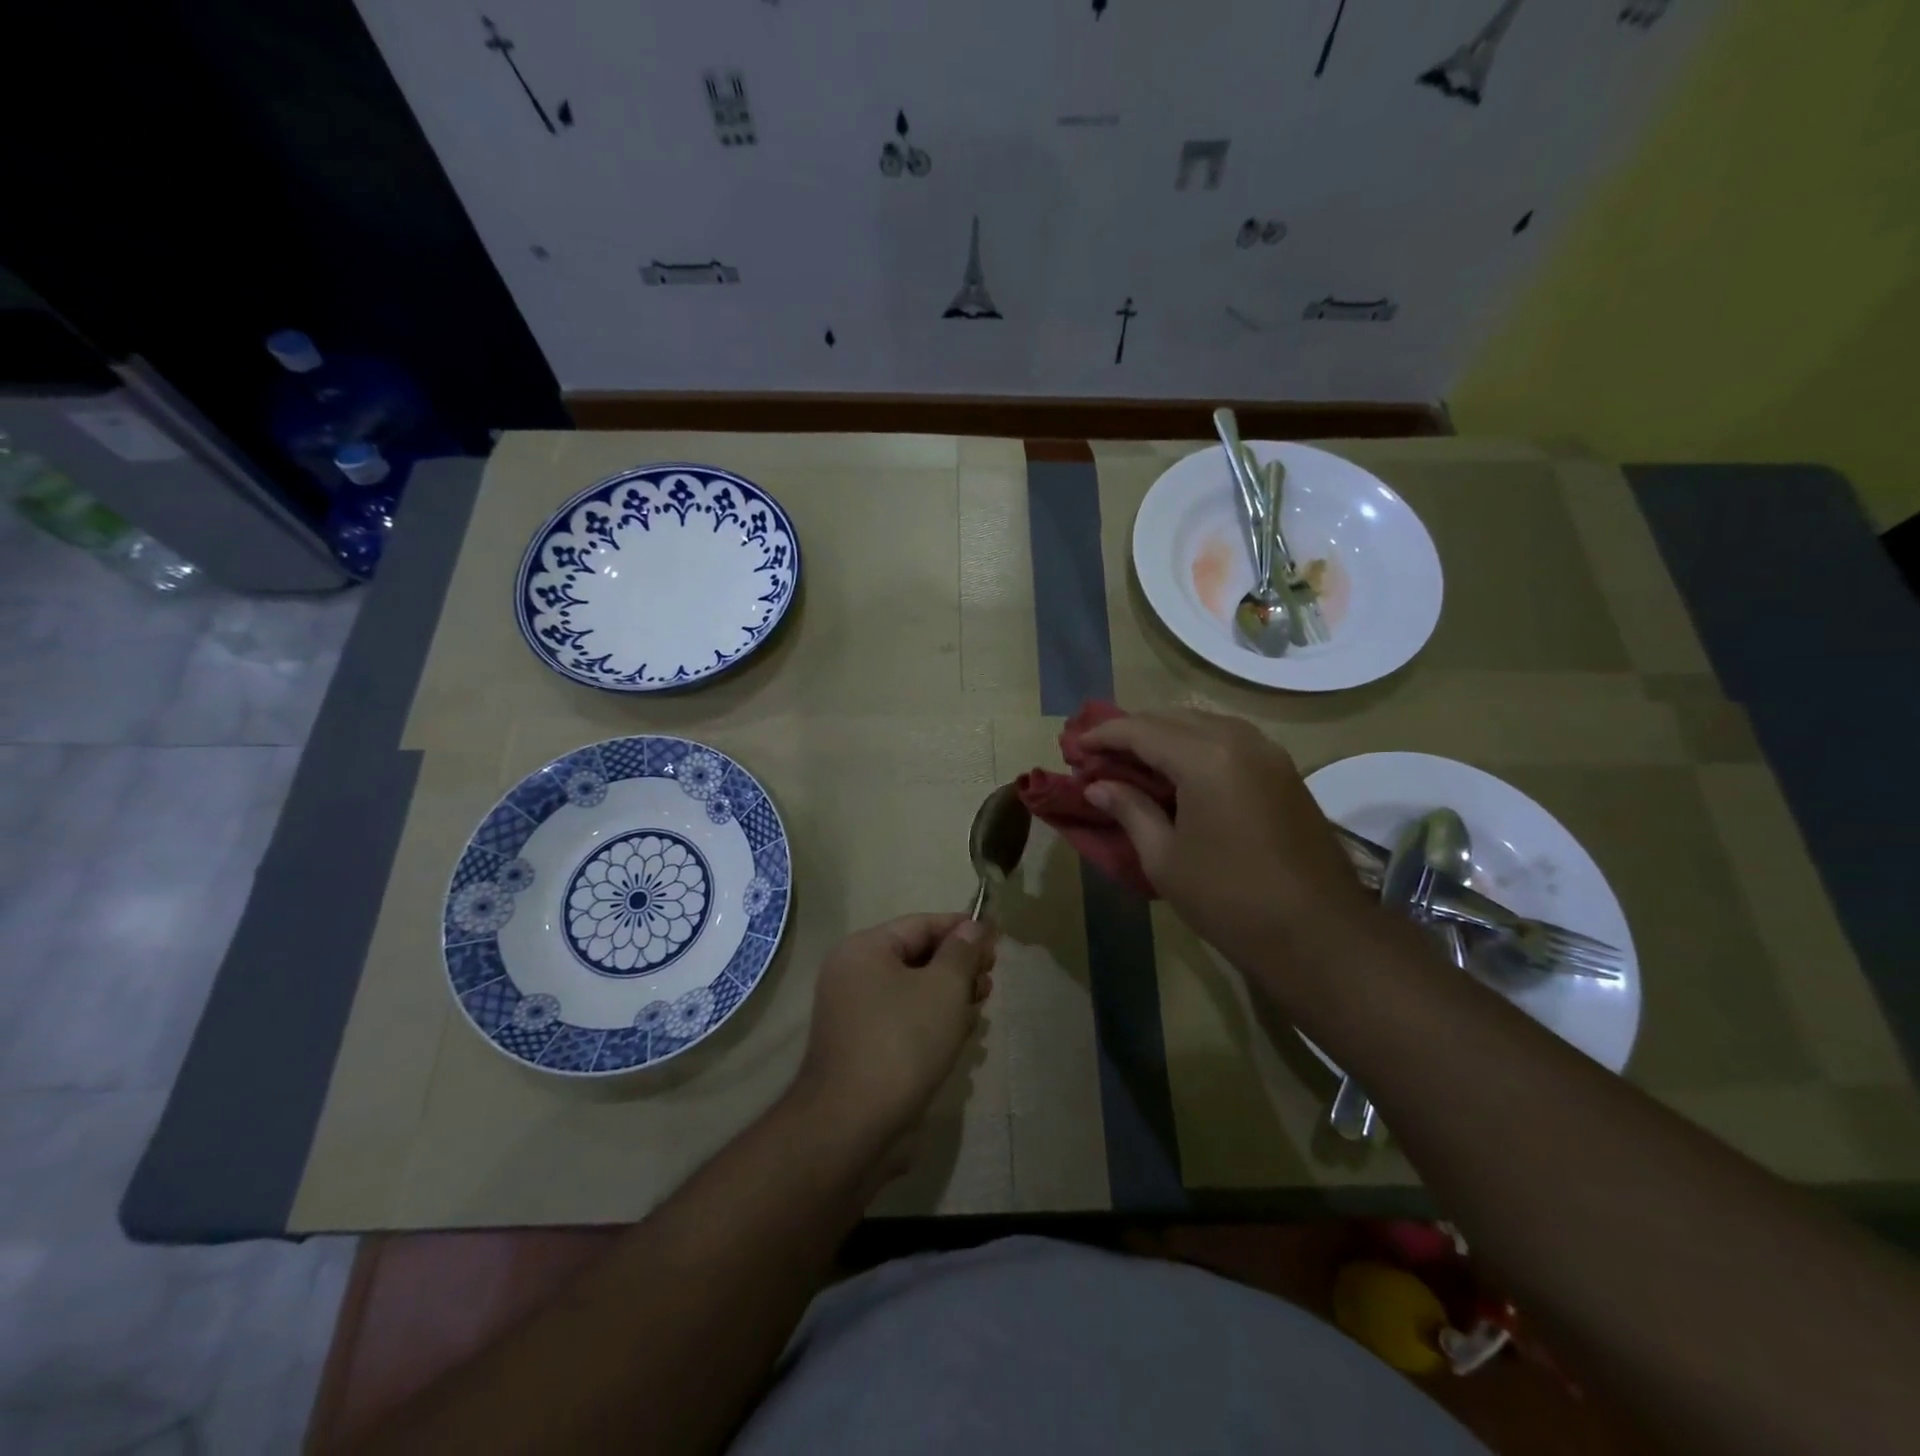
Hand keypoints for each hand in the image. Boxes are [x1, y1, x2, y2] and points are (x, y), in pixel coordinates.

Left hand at [790, 914, 996, 1148]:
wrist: (853, 1125)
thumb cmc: (902, 1041)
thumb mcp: (944, 988)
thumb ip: (963, 951)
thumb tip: (974, 926)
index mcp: (864, 949)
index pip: (921, 924)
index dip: (962, 929)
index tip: (997, 941)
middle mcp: (853, 974)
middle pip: (918, 957)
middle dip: (958, 968)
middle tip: (989, 984)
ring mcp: (855, 1013)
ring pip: (914, 992)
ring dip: (949, 998)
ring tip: (977, 1013)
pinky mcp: (863, 1047)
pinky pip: (904, 1020)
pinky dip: (931, 1023)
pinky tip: (957, 1039)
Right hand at [1081, 710, 1376, 970]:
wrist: (1318, 933)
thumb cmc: (1229, 898)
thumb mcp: (1165, 858)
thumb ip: (1129, 810)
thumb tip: (1098, 786)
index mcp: (1205, 757)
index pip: (1140, 730)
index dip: (1102, 736)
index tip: (1073, 749)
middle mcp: (1238, 739)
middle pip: (1171, 717)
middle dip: (1130, 731)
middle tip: (1098, 755)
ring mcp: (1267, 752)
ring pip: (1202, 723)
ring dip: (1163, 735)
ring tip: (1132, 761)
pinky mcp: (1282, 770)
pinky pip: (1227, 739)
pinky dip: (1194, 745)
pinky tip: (1176, 771)